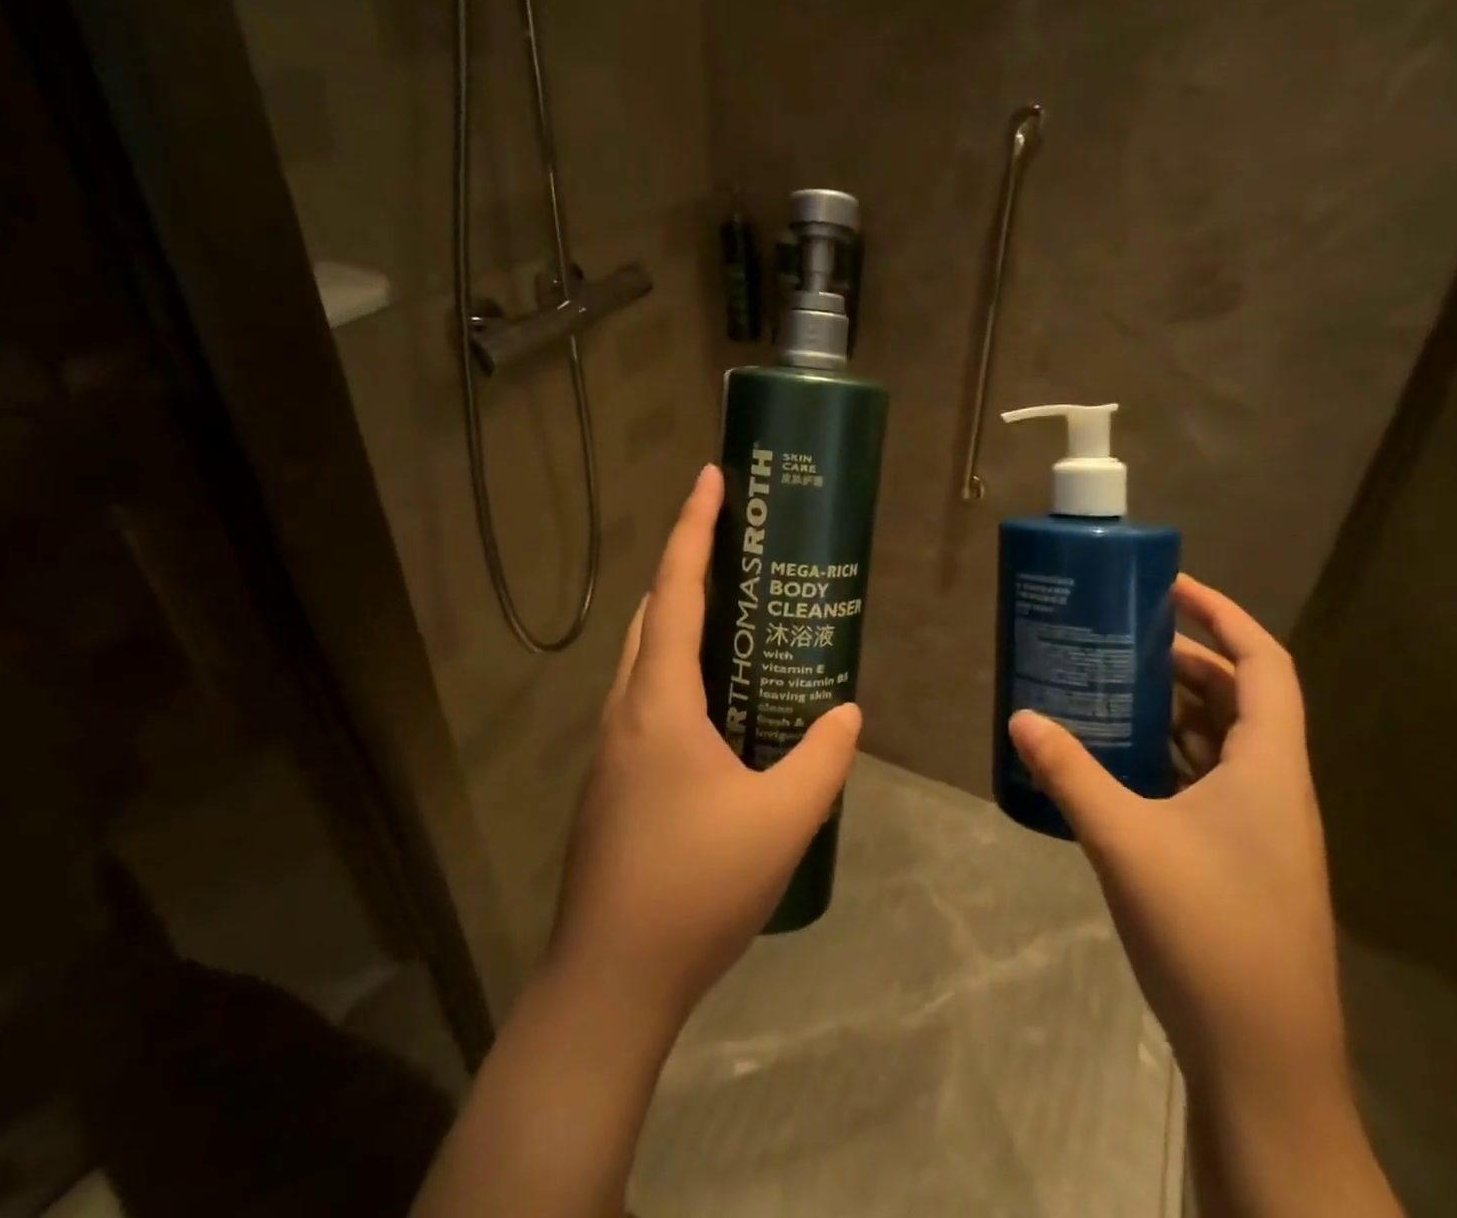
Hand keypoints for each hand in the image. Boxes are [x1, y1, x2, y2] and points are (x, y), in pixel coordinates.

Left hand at [548, 464, 862, 1020]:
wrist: (609, 979)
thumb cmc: (694, 887)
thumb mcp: (782, 821)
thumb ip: (823, 759)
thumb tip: (847, 713)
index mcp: (659, 701)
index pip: (677, 590)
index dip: (693, 527)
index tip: (710, 476)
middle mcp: (626, 710)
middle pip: (654, 615)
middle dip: (688, 568)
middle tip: (738, 551)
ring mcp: (612, 747)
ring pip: (643, 658)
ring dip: (681, 623)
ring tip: (735, 620)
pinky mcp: (613, 781)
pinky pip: (645, 700)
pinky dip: (676, 674)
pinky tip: (717, 709)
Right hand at [1008, 573, 1342, 1099]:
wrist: (1264, 1065)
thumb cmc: (1208, 934)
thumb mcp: (1125, 841)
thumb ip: (1070, 773)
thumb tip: (1020, 716)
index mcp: (1269, 770)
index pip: (1264, 664)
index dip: (1223, 615)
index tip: (1170, 588)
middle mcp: (1276, 790)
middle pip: (1242, 698)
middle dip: (1187, 658)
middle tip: (1124, 636)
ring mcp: (1263, 830)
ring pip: (1226, 742)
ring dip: (1178, 707)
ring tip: (1116, 684)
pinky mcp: (1242, 861)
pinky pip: (1210, 781)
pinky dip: (1172, 754)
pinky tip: (1123, 761)